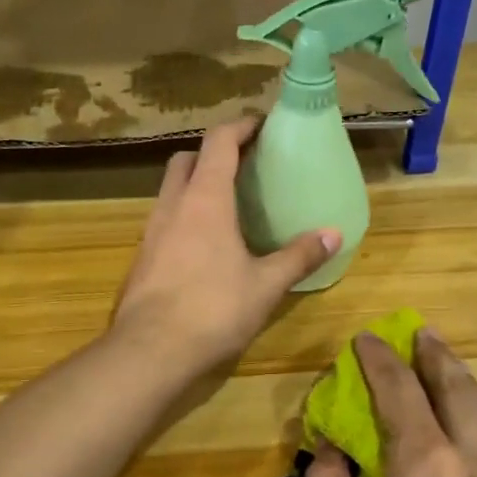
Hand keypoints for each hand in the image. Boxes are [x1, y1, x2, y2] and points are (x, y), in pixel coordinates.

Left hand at [111, 118, 339, 375]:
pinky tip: (203, 245)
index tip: (260, 125)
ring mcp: (151, 232)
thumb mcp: (266, 285)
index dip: (240, 127)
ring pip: (170, 190)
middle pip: (186, 159)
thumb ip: (299, 256)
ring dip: (194, 184)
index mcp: (205, 200)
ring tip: (226, 205)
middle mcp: (173, 206)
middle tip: (241, 166)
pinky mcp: (141, 258)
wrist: (150, 350)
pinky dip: (184, 216)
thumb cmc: (213, 309)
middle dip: (211, 153)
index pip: (219, 143)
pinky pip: (164, 220)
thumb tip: (334, 234)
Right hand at [307, 328, 476, 476]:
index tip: (366, 340)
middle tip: (421, 335)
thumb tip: (328, 451)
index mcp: (425, 465)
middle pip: (459, 392)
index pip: (401, 393)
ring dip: (468, 385)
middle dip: (437, 358)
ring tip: (451, 371)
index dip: (381, 361)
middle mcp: (473, 466)